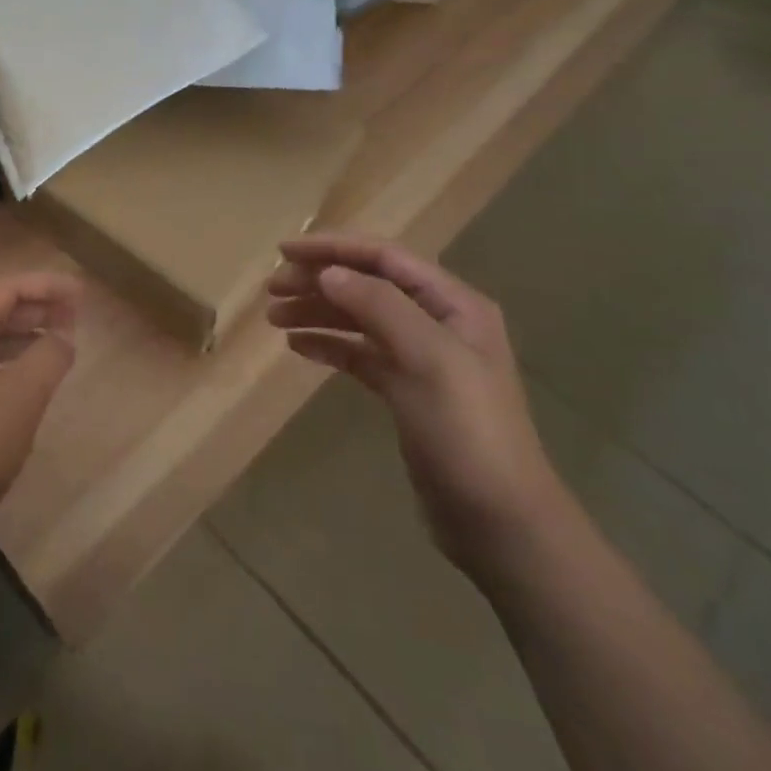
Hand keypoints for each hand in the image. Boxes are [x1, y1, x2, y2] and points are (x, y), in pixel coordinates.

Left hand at [0, 272, 81, 558]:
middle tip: (76, 315)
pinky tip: (29, 379)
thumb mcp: (18, 400)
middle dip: (36, 306)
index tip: (82, 293)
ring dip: (23, 334)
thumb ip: (47, 357)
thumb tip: (63, 335)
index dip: (46, 285)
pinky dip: (8, 361)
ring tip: (59, 341)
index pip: (5, 288)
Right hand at [268, 235, 566, 579]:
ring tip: (274, 318)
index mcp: (452, 304)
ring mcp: (421, 357)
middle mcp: (437, 322)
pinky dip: (328, 345)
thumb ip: (379, 306)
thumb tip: (329, 271)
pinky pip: (359, 353)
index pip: (384, 257)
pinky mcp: (405, 390)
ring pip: (358, 318)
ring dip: (317, 311)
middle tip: (271, 290)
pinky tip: (298, 348)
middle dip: (318, 281)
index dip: (333, 248)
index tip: (283, 251)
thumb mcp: (428, 360)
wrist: (499, 522)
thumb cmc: (467, 431)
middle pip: (367, 284)